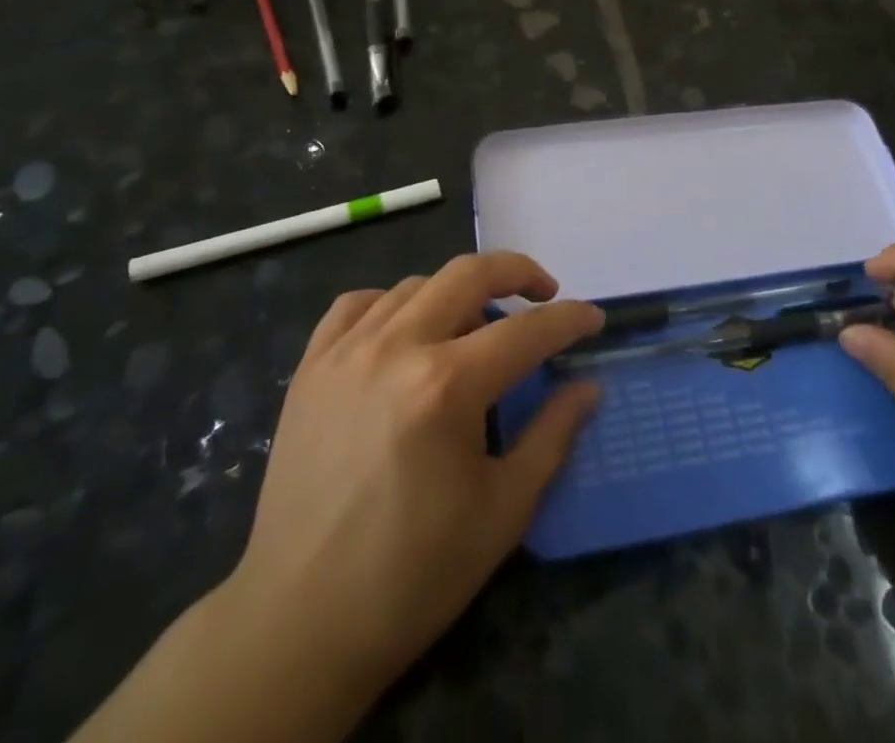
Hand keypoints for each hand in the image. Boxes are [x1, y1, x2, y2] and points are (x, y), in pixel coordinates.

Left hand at [222, 252, 602, 716]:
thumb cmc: (413, 574)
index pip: (526, 331)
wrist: (300, 622)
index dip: (569, 320)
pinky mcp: (311, 367)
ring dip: (458, 293)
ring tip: (476, 326)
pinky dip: (391, 303)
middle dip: (518, 271)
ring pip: (417, 285)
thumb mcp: (503, 512)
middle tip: (544, 292)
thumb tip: (587, 387)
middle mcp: (396, 349)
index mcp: (446, 386)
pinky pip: (356, 304)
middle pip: (469, 275)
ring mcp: (346, 351)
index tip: (594, 319)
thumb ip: (552, 436)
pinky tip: (404, 330)